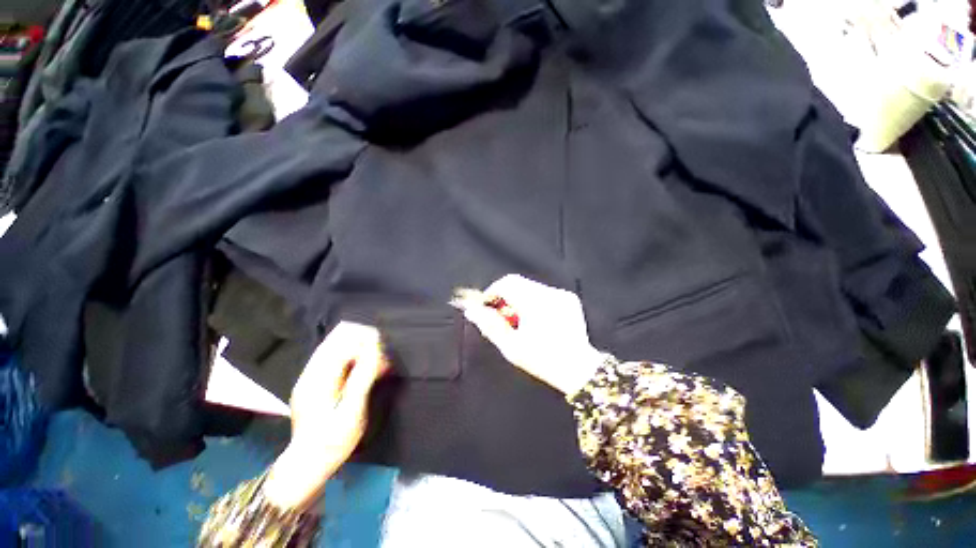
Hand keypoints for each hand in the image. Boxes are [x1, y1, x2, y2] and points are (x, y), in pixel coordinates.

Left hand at [264, 322, 388, 509]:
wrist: (307, 464)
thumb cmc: (333, 442)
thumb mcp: (352, 412)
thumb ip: (363, 377)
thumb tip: (375, 348)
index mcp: (319, 378)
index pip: (344, 340)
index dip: (367, 340)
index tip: (385, 353)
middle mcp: (311, 371)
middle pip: (339, 337)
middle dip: (365, 341)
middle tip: (383, 358)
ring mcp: (311, 375)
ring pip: (337, 344)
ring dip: (360, 347)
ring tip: (378, 363)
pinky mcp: (314, 381)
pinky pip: (336, 355)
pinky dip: (354, 356)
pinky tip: (365, 369)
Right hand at [453, 274, 605, 395]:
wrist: (579, 369)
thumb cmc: (543, 360)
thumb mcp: (511, 346)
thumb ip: (489, 325)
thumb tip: (471, 310)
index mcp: (535, 303)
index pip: (507, 283)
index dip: (492, 292)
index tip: (486, 307)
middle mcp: (550, 293)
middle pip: (518, 283)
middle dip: (504, 297)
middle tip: (501, 317)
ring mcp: (561, 294)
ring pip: (530, 287)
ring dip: (518, 299)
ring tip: (519, 322)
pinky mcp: (569, 298)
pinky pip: (543, 292)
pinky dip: (533, 301)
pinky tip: (535, 320)